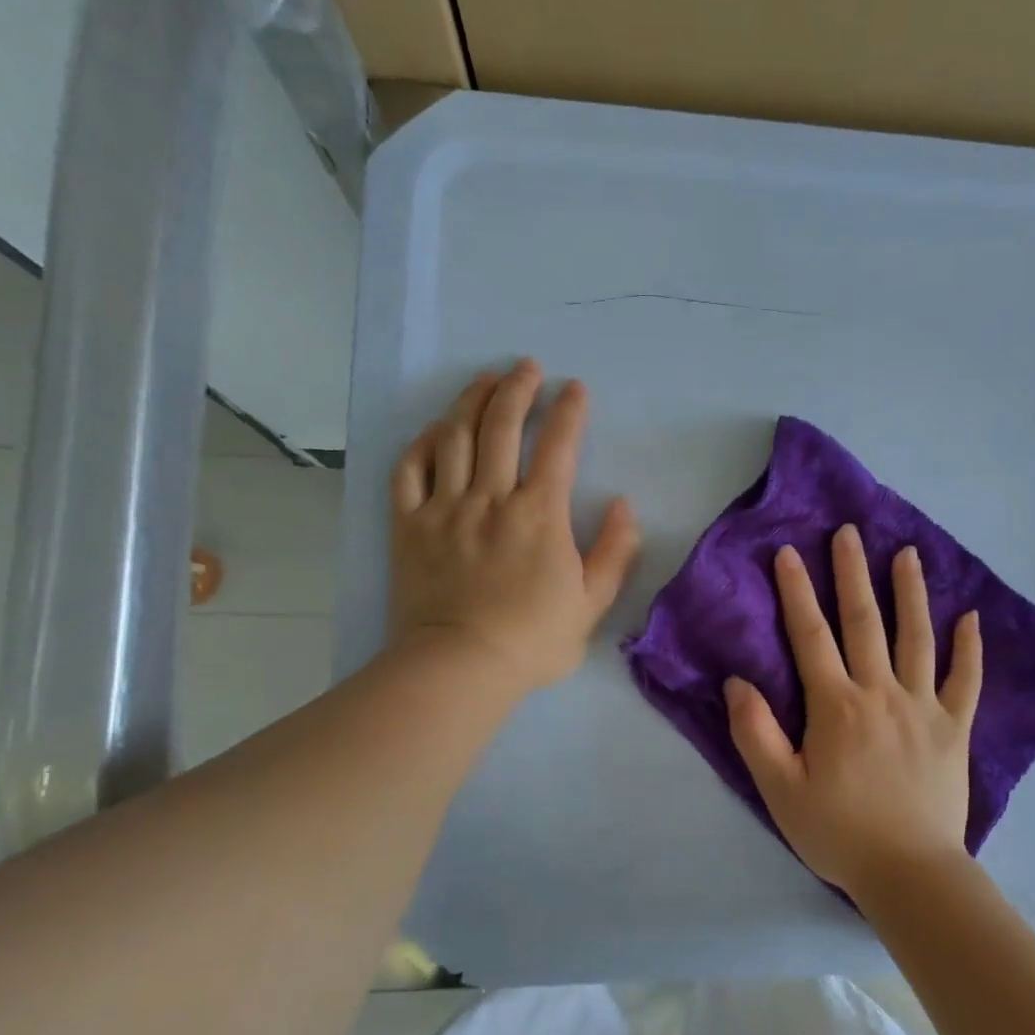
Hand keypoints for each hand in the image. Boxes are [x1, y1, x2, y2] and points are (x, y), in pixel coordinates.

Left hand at [388, 359, 639, 691]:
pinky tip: (435, 430)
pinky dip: (422, 443)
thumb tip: (625, 504)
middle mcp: (492, 497)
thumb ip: (615, 551)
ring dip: (472, 400)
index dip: (569, 412)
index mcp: (540, 514)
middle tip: (528, 367)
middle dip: (518, 388)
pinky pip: (409, 469)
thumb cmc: (533, 640)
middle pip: (502, 425)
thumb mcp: (593, 603)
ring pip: (455, 436)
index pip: (558, 446)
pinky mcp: (409, 525)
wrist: (460, 667)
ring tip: (485, 379)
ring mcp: (445, 508)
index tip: (575, 389)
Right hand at [724, 524, 982, 905]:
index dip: (797, 591)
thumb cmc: (838, 832)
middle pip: (864, 622)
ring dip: (911, 593)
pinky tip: (972, 618)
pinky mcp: (954, 728)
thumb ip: (757, 733)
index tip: (790, 552)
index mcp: (836, 705)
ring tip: (907, 554)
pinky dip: (970, 649)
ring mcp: (923, 707)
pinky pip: (965, 681)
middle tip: (850, 532)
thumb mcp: (780, 789)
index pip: (811, 635)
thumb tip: (739, 681)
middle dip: (853, 573)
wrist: (909, 873)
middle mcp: (880, 693)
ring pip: (917, 638)